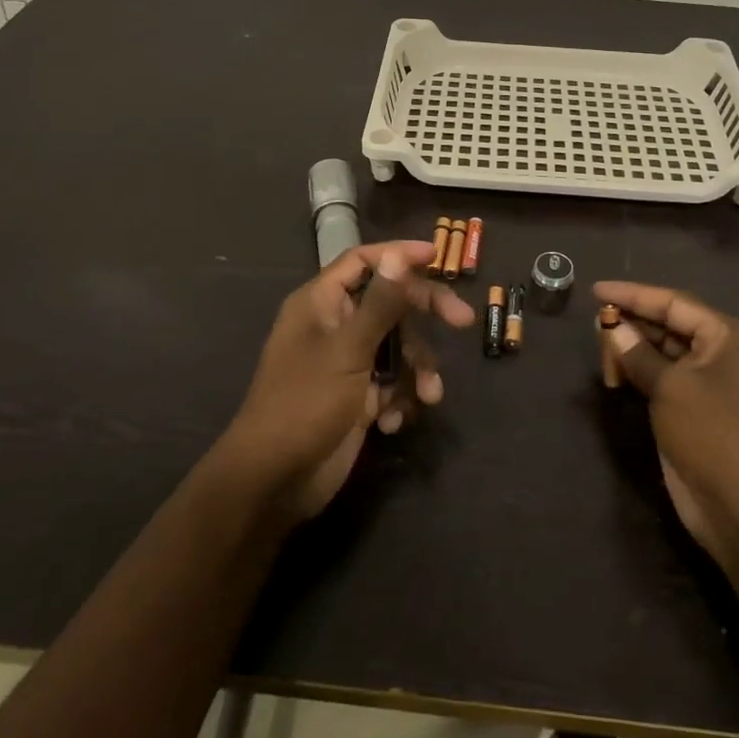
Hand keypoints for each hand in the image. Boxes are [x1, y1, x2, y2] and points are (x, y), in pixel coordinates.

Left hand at [223, 240, 473, 523]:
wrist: (275, 481)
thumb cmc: (305, 403)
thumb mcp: (348, 350)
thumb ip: (380, 304)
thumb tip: (399, 255)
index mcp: (321, 303)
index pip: (363, 261)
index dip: (398, 255)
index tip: (437, 256)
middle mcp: (335, 325)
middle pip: (390, 302)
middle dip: (424, 314)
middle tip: (463, 321)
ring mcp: (347, 362)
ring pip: (398, 346)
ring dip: (418, 369)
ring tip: (428, 396)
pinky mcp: (358, 396)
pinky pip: (393, 382)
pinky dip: (402, 397)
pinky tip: (394, 422)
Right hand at [594, 282, 738, 568]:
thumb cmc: (712, 433)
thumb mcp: (671, 386)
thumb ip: (638, 353)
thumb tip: (611, 327)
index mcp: (729, 337)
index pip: (674, 303)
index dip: (633, 294)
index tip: (596, 290)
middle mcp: (725, 354)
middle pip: (671, 325)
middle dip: (632, 323)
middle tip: (595, 325)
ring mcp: (712, 384)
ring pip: (666, 352)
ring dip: (633, 349)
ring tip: (602, 350)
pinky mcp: (698, 410)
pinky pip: (665, 378)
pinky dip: (641, 372)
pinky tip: (616, 372)